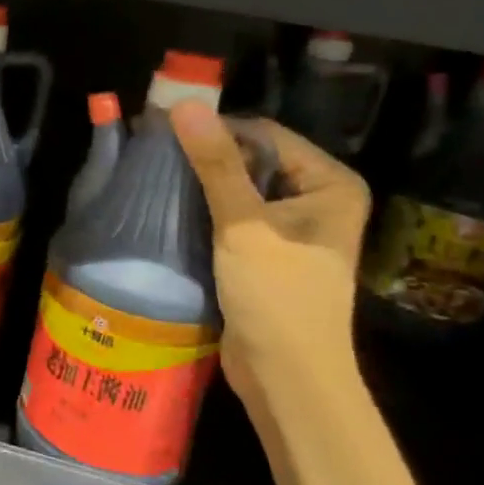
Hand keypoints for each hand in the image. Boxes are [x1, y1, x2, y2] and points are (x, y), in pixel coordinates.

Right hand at [170, 103, 370, 402]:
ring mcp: (293, 229)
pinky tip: (170, 208)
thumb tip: (185, 104)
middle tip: (154, 152)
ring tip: (155, 176)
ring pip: (239, 190)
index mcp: (329, 184)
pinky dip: (205, 212)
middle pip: (253, 160)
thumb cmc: (277, 298)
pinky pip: (234, 217)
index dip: (216, 129)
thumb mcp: (244, 225)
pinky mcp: (268, 253)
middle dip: (206, 158)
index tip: (163, 128)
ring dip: (202, 185)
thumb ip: (216, 164)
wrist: (288, 380)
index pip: (265, 135)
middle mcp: (317, 199)